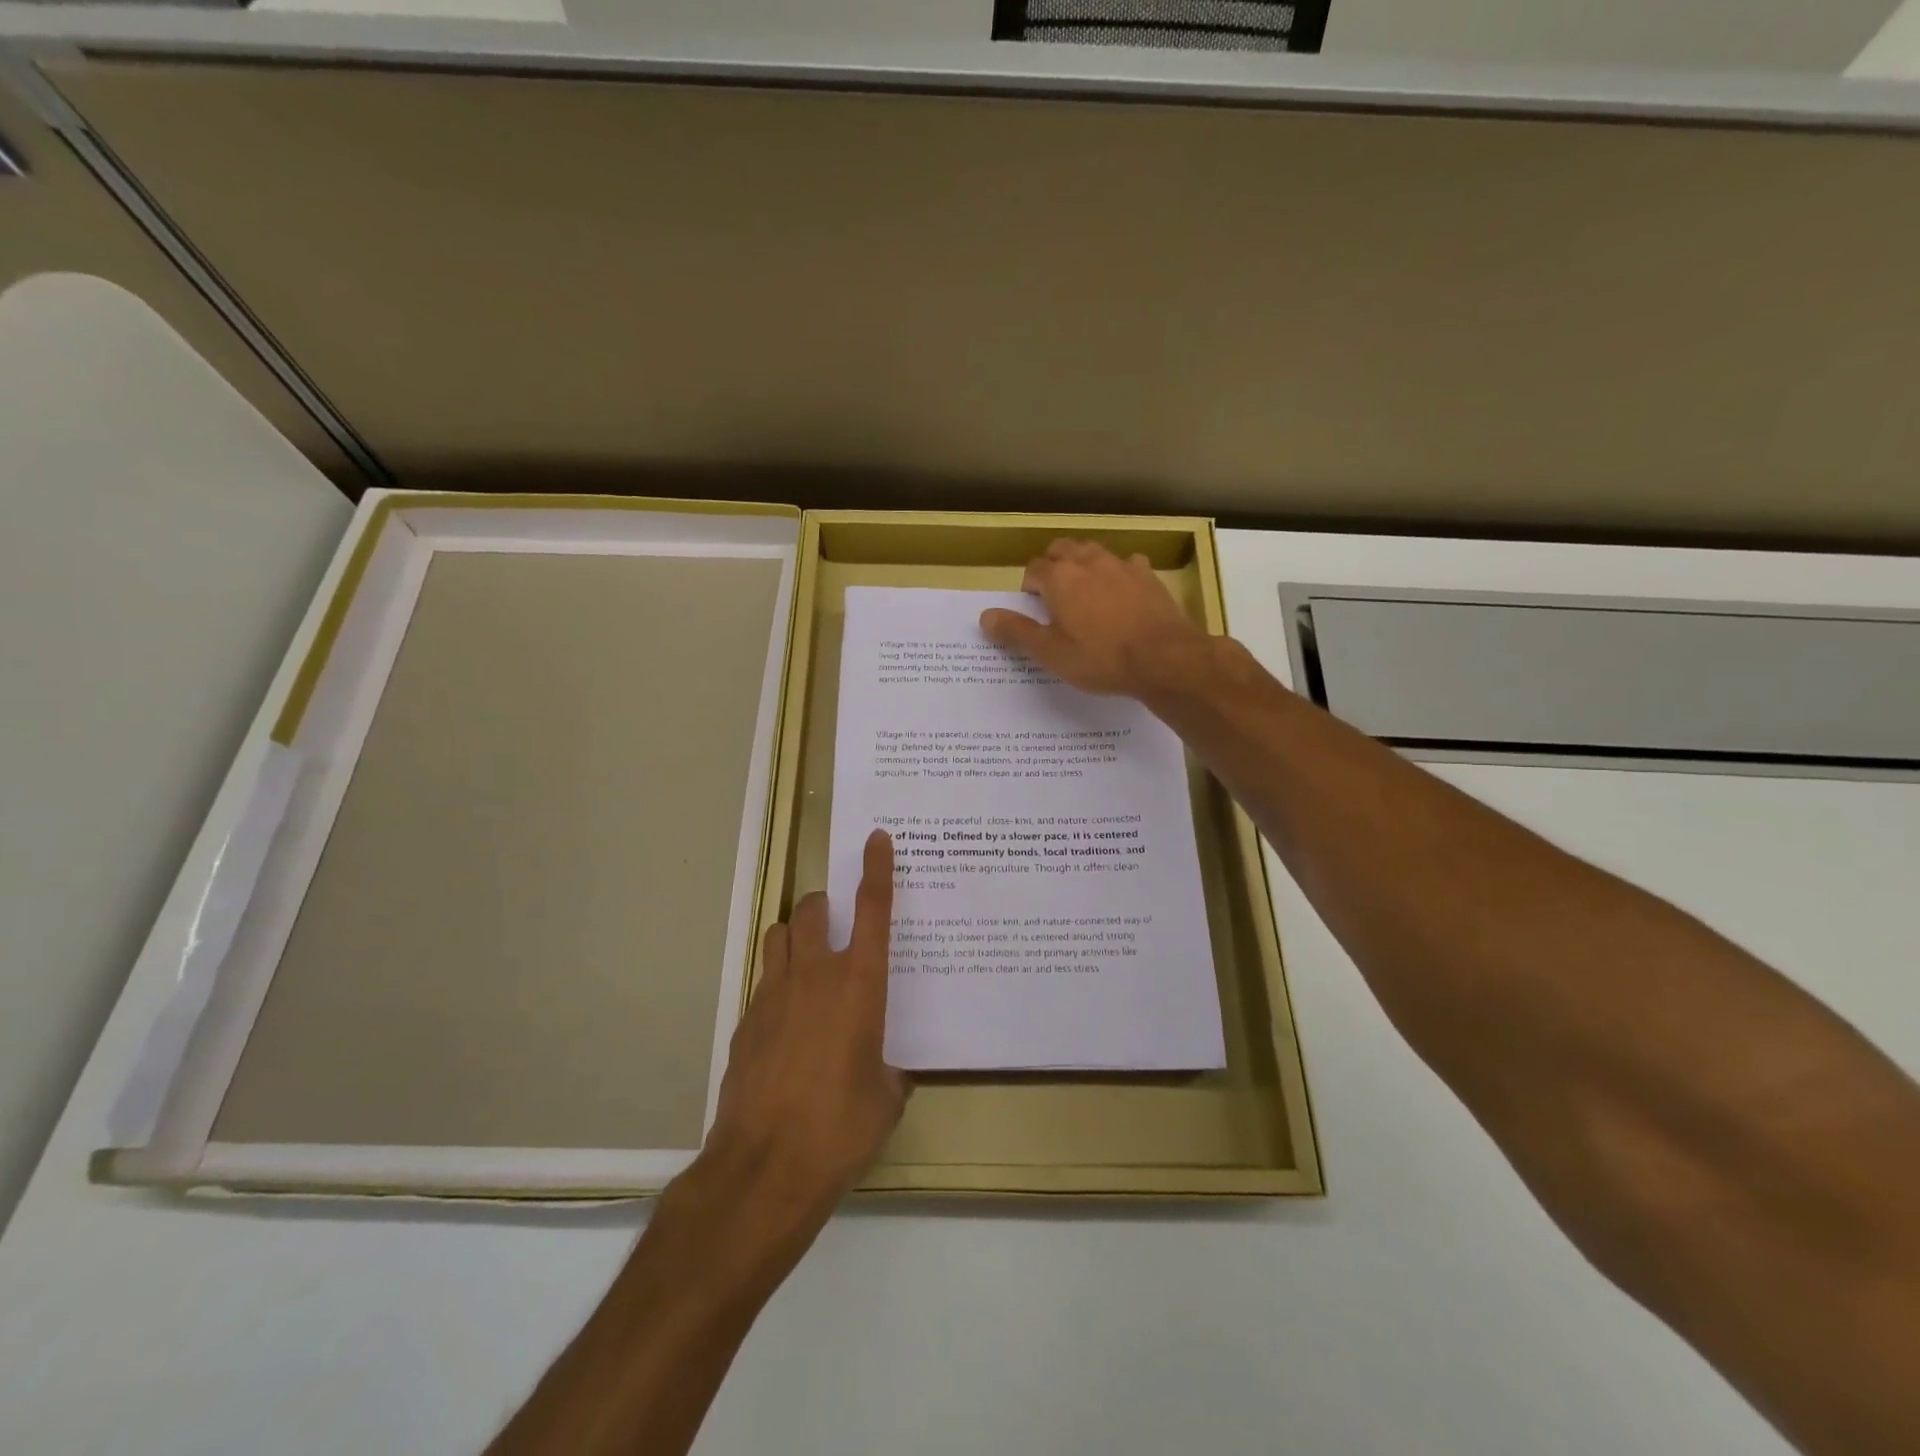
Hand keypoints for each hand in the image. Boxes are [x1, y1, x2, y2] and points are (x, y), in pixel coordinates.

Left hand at [702, 829, 908, 1225]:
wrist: (764, 1168)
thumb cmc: (840, 1129)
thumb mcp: (885, 1099)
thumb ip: (890, 1071)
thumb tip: (888, 1071)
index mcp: (859, 985)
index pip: (872, 910)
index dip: (876, 870)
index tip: (876, 839)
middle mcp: (815, 976)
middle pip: (812, 910)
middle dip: (823, 907)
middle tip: (836, 925)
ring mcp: (772, 995)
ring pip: (779, 936)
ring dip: (795, 938)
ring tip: (808, 967)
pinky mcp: (744, 1021)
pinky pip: (763, 982)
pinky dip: (777, 986)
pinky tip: (787, 1026)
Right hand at [980, 539, 1210, 697]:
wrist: (1164, 658)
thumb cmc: (1100, 659)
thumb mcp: (1051, 653)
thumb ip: (1016, 632)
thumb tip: (985, 616)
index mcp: (1059, 578)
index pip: (1033, 569)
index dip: (1028, 587)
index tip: (1032, 606)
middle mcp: (1088, 561)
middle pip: (1062, 549)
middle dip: (1052, 565)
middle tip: (1053, 594)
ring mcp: (1121, 565)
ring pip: (1093, 551)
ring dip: (1082, 563)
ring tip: (1083, 589)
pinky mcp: (1148, 575)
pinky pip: (1126, 564)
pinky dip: (1117, 573)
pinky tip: (1121, 592)